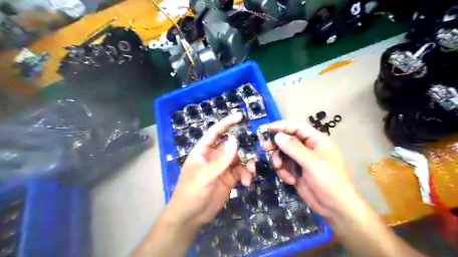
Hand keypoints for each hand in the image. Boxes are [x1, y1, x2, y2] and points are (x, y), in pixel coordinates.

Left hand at [165, 112, 249, 226]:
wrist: (190, 217)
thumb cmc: (191, 193)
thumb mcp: (204, 176)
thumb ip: (220, 160)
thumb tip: (235, 141)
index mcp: (203, 151)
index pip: (215, 132)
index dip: (226, 123)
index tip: (240, 116)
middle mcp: (214, 157)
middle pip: (231, 146)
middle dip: (243, 149)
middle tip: (253, 153)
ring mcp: (222, 168)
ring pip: (239, 159)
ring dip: (247, 164)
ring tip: (250, 173)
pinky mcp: (229, 179)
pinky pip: (241, 172)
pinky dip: (246, 175)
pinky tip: (246, 183)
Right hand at [259, 120, 359, 220]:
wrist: (335, 208)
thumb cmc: (329, 181)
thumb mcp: (311, 162)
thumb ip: (293, 147)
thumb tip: (278, 135)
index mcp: (316, 141)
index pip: (297, 128)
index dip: (282, 126)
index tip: (267, 128)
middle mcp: (308, 148)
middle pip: (288, 140)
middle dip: (277, 145)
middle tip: (265, 148)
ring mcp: (302, 161)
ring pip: (283, 154)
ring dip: (279, 161)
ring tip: (279, 168)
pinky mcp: (297, 172)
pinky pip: (285, 167)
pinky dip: (284, 172)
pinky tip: (291, 181)